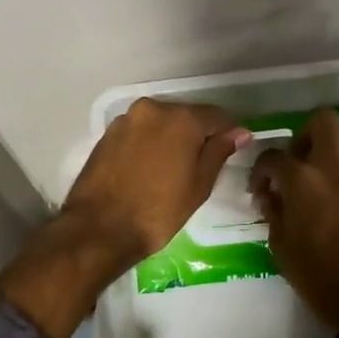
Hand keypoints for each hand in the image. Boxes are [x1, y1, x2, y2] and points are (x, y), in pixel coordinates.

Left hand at [0, 99, 248, 337]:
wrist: (99, 228)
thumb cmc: (158, 211)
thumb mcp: (199, 185)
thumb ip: (219, 152)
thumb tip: (239, 132)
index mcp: (182, 118)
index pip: (217, 117)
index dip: (227, 134)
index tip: (231, 151)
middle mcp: (153, 109)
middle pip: (186, 116)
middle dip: (197, 135)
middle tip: (201, 165)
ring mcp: (127, 119)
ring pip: (161, 123)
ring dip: (171, 139)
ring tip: (172, 170)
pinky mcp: (108, 133)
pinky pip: (140, 132)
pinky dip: (149, 144)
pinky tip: (149, 169)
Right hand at [252, 108, 338, 328]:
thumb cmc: (314, 272)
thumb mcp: (279, 242)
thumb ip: (272, 209)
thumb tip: (268, 193)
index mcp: (302, 180)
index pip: (274, 156)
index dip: (261, 170)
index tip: (260, 187)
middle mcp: (334, 167)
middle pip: (323, 121)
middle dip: (305, 134)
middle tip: (298, 159)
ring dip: (331, 146)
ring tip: (321, 170)